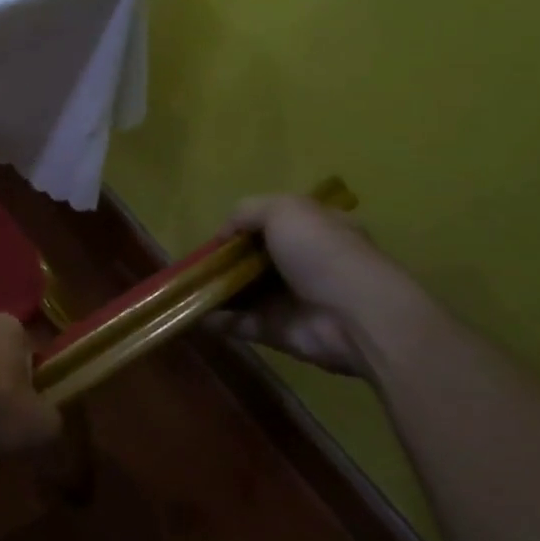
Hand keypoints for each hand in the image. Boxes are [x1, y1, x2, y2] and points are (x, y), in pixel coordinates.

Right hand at [210, 195, 412, 378]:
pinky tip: (192, 313)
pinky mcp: (278, 330)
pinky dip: (216, 320)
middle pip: (254, 259)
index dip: (244, 227)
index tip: (218, 236)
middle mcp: (304, 263)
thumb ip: (247, 211)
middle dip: (224, 261)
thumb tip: (223, 234)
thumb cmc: (323, 253)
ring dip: (215, 289)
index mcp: (315, 230)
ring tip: (184, 287)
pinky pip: (240, 323)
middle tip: (195, 264)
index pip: (274, 223)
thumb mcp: (285, 210)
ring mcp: (291, 299)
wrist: (355, 318)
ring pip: (244, 291)